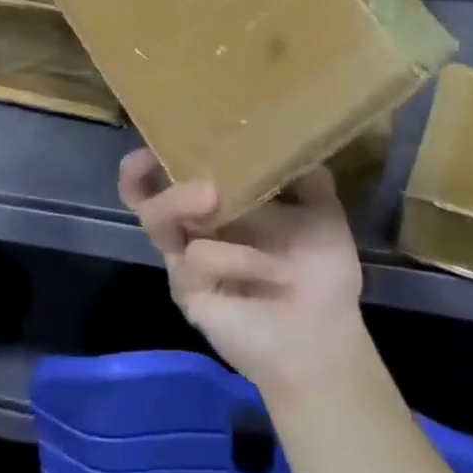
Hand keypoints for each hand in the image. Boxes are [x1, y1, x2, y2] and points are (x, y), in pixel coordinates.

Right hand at [117, 150, 368, 406]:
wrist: (326, 337)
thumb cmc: (322, 273)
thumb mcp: (321, 212)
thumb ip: (306, 176)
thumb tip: (296, 135)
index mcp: (218, 205)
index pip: (169, 175)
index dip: (151, 158)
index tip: (153, 139)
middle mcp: (194, 229)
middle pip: (146, 196)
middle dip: (153, 177)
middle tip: (195, 176)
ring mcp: (186, 261)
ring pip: (157, 221)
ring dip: (183, 204)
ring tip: (212, 198)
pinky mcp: (188, 291)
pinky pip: (196, 259)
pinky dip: (234, 257)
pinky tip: (268, 272)